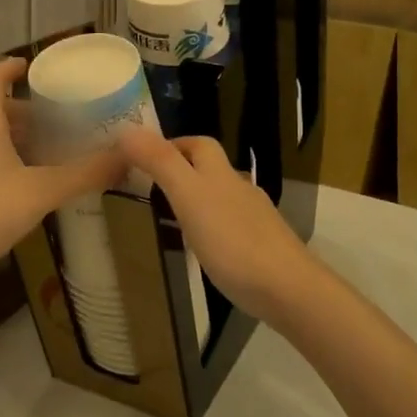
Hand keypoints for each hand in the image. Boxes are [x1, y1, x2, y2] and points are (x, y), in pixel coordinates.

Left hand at [0, 58, 124, 294]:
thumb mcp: (41, 191)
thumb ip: (85, 174)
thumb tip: (126, 156)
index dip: (11, 68)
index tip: (32, 65)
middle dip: (25, 112)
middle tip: (57, 120)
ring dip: (14, 138)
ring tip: (47, 152)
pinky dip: (2, 159)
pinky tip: (22, 184)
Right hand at [116, 128, 324, 325]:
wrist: (288, 288)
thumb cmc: (233, 241)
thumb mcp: (189, 197)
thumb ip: (160, 163)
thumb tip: (127, 129)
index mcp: (220, 173)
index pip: (198, 144)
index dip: (173, 143)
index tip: (144, 157)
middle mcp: (239, 188)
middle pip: (211, 168)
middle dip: (184, 169)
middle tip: (152, 186)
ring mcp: (255, 217)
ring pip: (222, 196)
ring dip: (198, 199)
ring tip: (172, 217)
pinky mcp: (262, 245)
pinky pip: (232, 226)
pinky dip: (214, 227)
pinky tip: (205, 248)